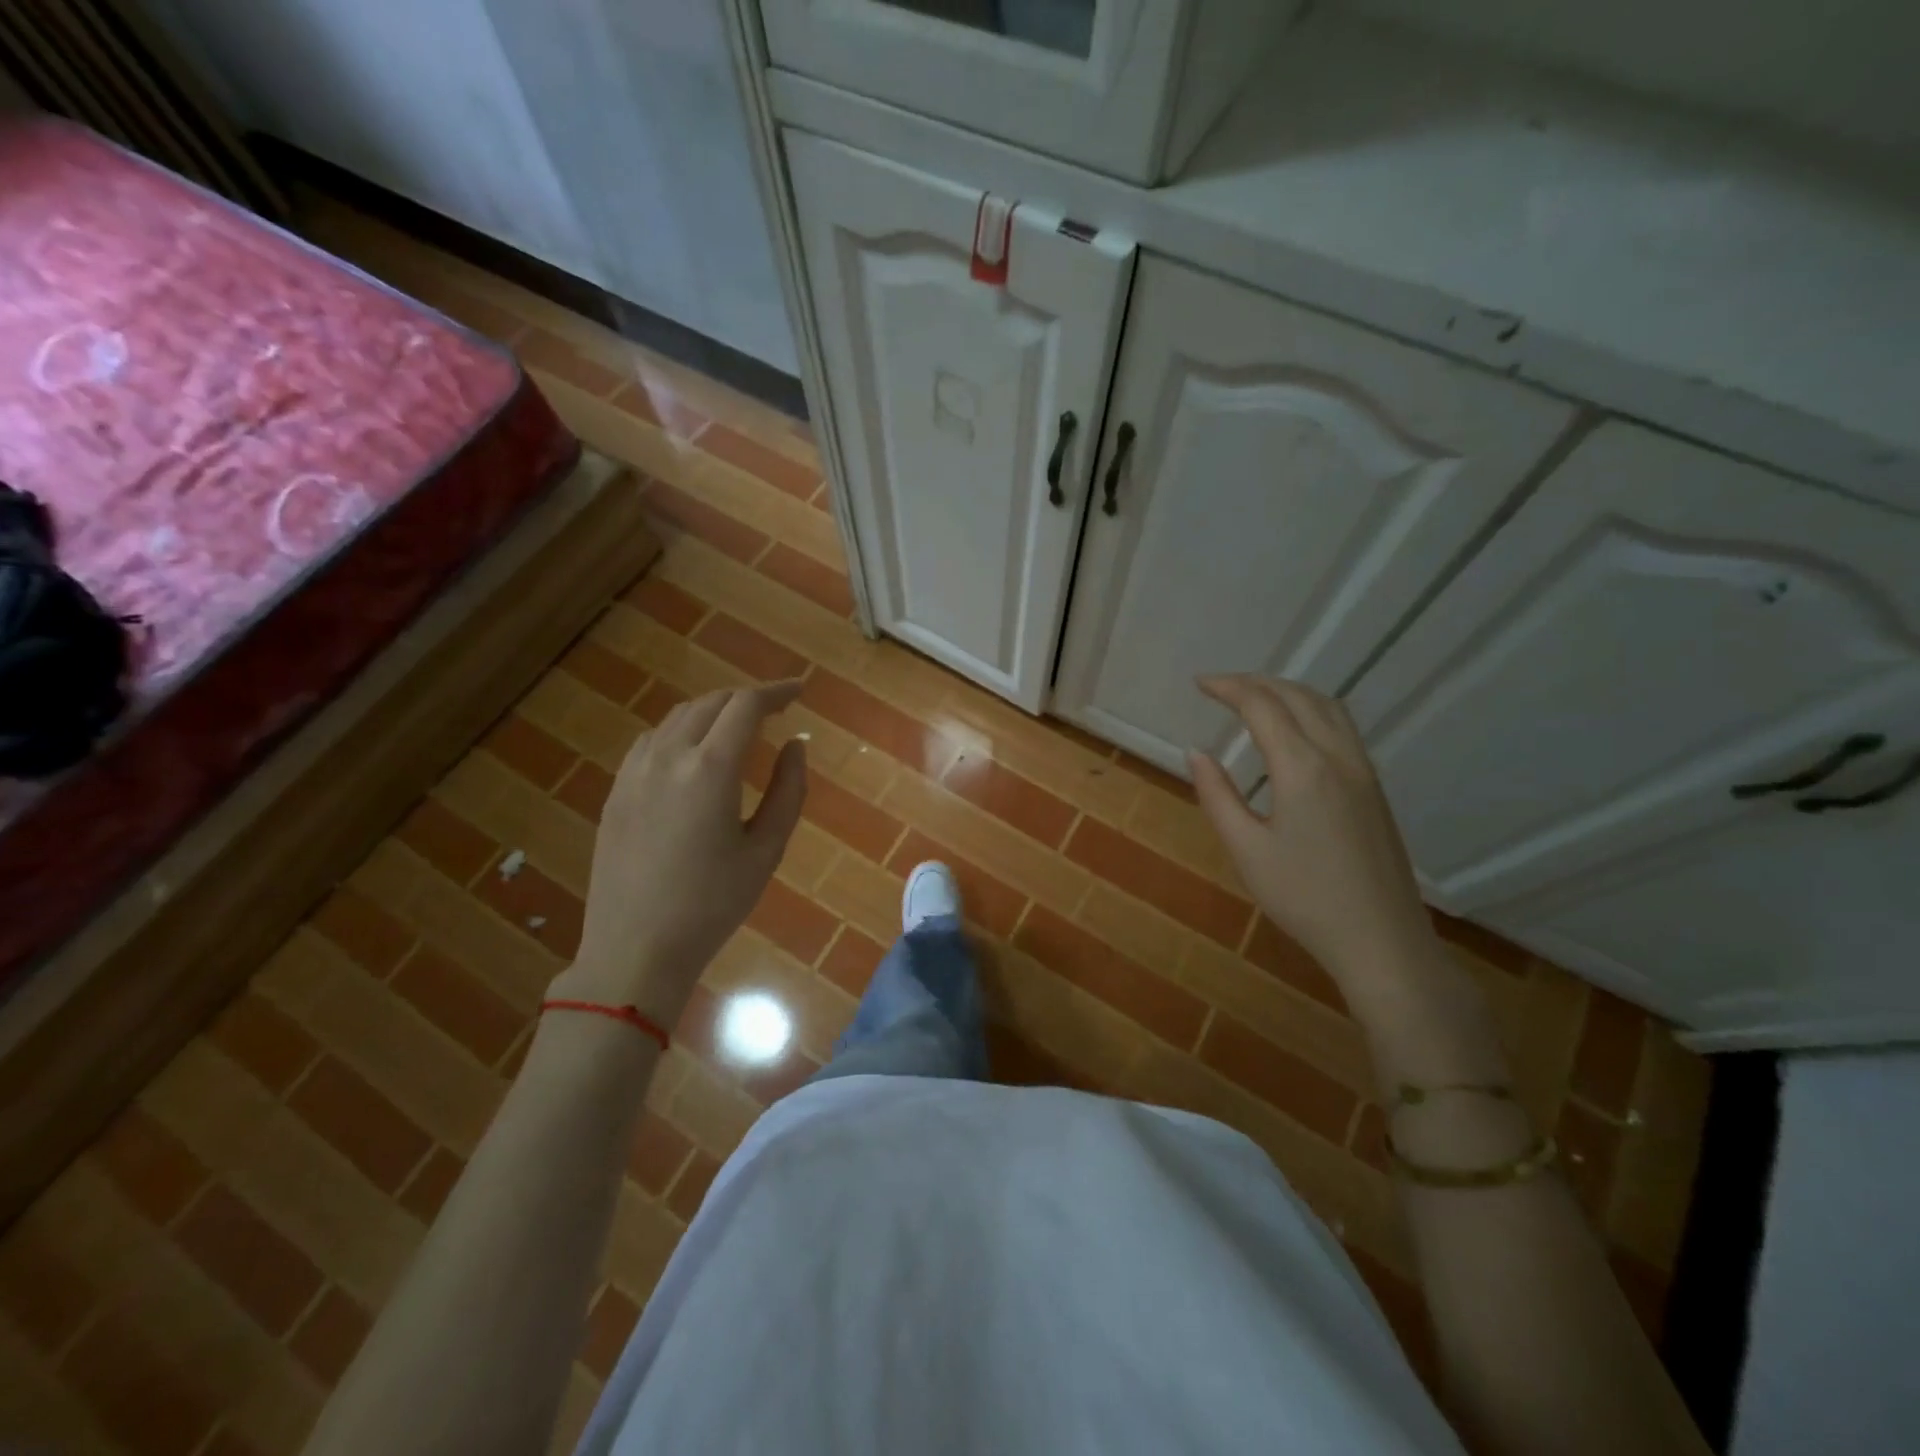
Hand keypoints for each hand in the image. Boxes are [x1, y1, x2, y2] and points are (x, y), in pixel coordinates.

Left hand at [558, 681, 807, 1023]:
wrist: (635, 948)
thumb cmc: (713, 904)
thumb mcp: (767, 849)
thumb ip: (788, 789)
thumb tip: (795, 744)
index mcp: (710, 769)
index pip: (746, 705)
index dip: (776, 691)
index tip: (800, 690)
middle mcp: (668, 756)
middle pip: (711, 702)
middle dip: (747, 699)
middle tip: (775, 710)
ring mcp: (634, 772)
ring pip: (678, 717)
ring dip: (713, 711)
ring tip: (738, 728)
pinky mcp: (616, 791)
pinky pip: (653, 740)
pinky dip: (682, 731)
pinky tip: (693, 754)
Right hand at [1188, 675, 1435, 988]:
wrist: (1381, 939)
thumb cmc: (1304, 898)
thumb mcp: (1246, 850)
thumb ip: (1217, 795)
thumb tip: (1195, 752)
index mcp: (1302, 768)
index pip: (1262, 706)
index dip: (1228, 687)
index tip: (1199, 683)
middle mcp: (1337, 756)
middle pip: (1297, 696)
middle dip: (1256, 682)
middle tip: (1219, 686)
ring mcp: (1363, 770)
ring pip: (1327, 706)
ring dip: (1288, 690)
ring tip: (1255, 697)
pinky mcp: (1374, 788)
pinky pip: (1342, 726)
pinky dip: (1312, 709)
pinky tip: (1296, 728)